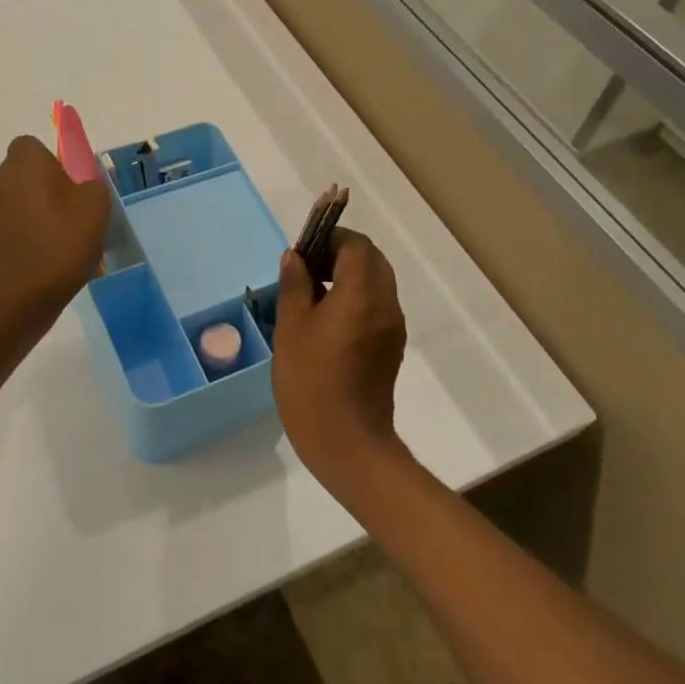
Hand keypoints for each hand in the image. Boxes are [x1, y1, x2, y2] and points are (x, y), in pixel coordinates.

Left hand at [0, 135, 111, 314]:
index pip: (31, 145)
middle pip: (22, 170)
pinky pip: (9, 220)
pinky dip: (23, 227)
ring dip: (31, 205)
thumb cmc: (65, 237)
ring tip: (56, 232)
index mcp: (25, 162)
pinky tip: (42, 250)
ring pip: (15, 195)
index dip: (51, 159)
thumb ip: (90, 182)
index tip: (69, 180)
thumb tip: (81, 183)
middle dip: (42, 182)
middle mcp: (1, 178)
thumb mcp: (96, 203)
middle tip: (68, 207)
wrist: (28, 290)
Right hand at [272, 229, 407, 494]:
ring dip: (348, 277)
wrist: (347, 444)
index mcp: (363, 293)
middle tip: (306, 271)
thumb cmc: (311, 381)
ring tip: (311, 295)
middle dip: (340, 254)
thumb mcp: (291, 328)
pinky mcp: (391, 348)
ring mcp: (393, 328)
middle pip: (371, 260)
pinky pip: (376, 307)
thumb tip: (296, 257)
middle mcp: (386, 304)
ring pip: (376, 283)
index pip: (356, 244)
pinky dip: (356, 299)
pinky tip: (326, 321)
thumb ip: (295, 285)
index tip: (303, 252)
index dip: (329, 239)